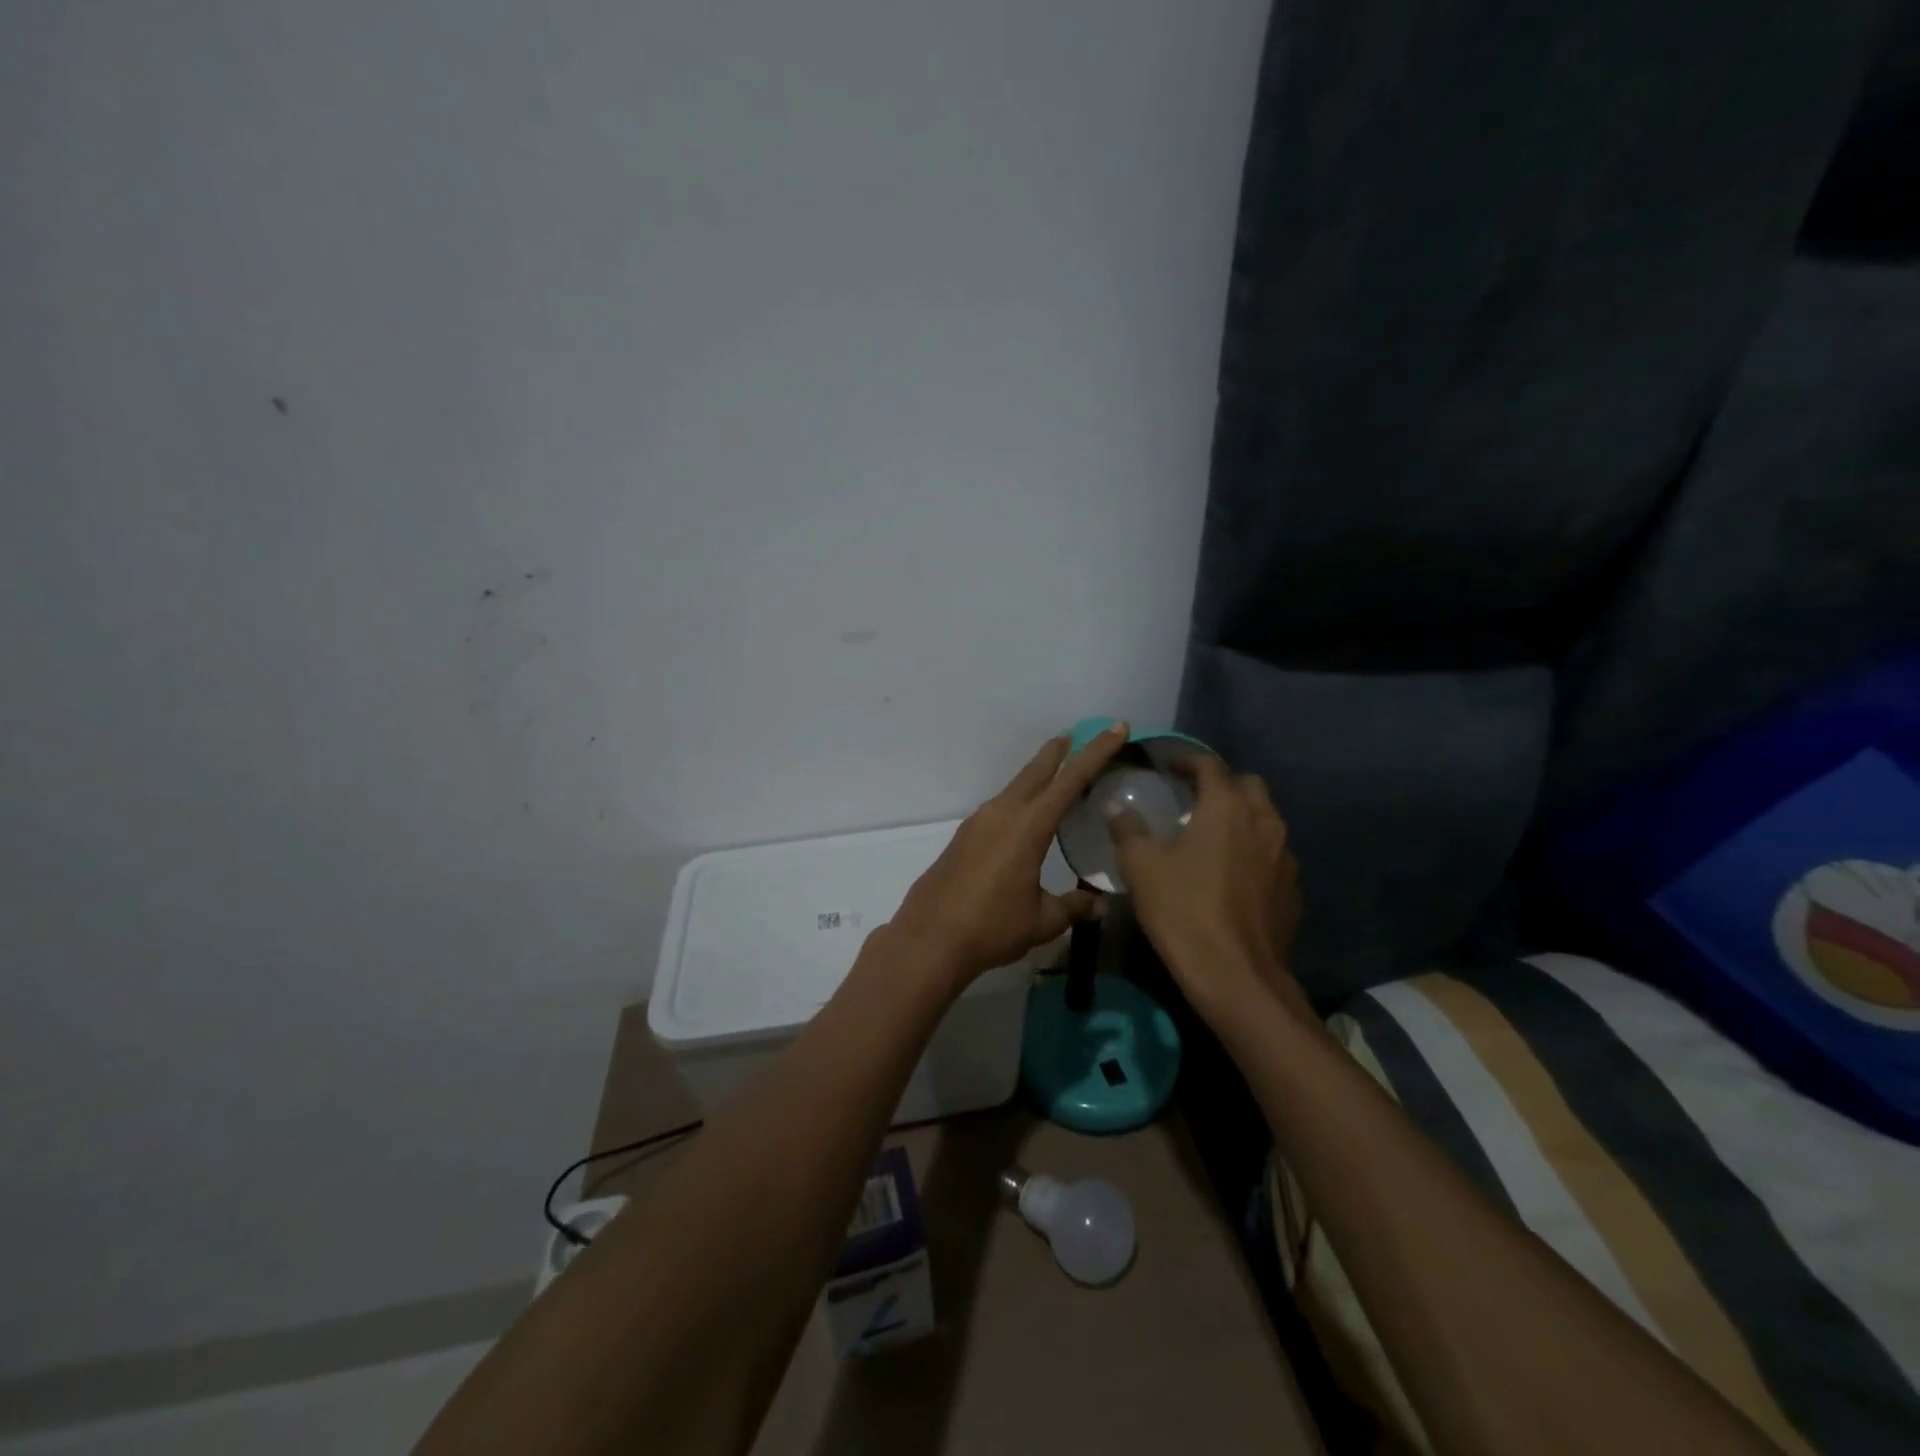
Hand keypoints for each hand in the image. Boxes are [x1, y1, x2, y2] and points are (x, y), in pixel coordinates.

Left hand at [889, 725, 1131, 991]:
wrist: (930, 939)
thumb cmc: (991, 928)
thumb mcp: (1042, 921)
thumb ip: (1073, 907)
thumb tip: (1099, 905)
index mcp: (1028, 826)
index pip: (1070, 780)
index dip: (1096, 752)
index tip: (1115, 728)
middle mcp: (1002, 814)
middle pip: (1036, 772)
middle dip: (1059, 752)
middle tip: (1077, 736)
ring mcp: (979, 822)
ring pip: (1015, 787)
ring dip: (1037, 776)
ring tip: (1056, 774)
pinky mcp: (964, 836)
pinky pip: (1000, 807)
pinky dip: (1020, 800)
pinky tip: (1025, 818)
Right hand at [1109, 756, 1308, 1024]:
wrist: (1237, 977)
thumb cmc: (1184, 911)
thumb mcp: (1141, 867)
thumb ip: (1129, 830)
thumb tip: (1121, 810)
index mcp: (1227, 808)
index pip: (1210, 765)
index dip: (1185, 760)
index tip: (1165, 766)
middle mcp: (1264, 822)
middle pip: (1247, 785)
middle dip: (1221, 784)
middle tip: (1191, 798)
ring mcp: (1285, 856)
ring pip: (1265, 819)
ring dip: (1241, 816)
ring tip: (1211, 834)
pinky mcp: (1292, 889)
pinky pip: (1272, 854)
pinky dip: (1253, 850)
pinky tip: (1231, 873)